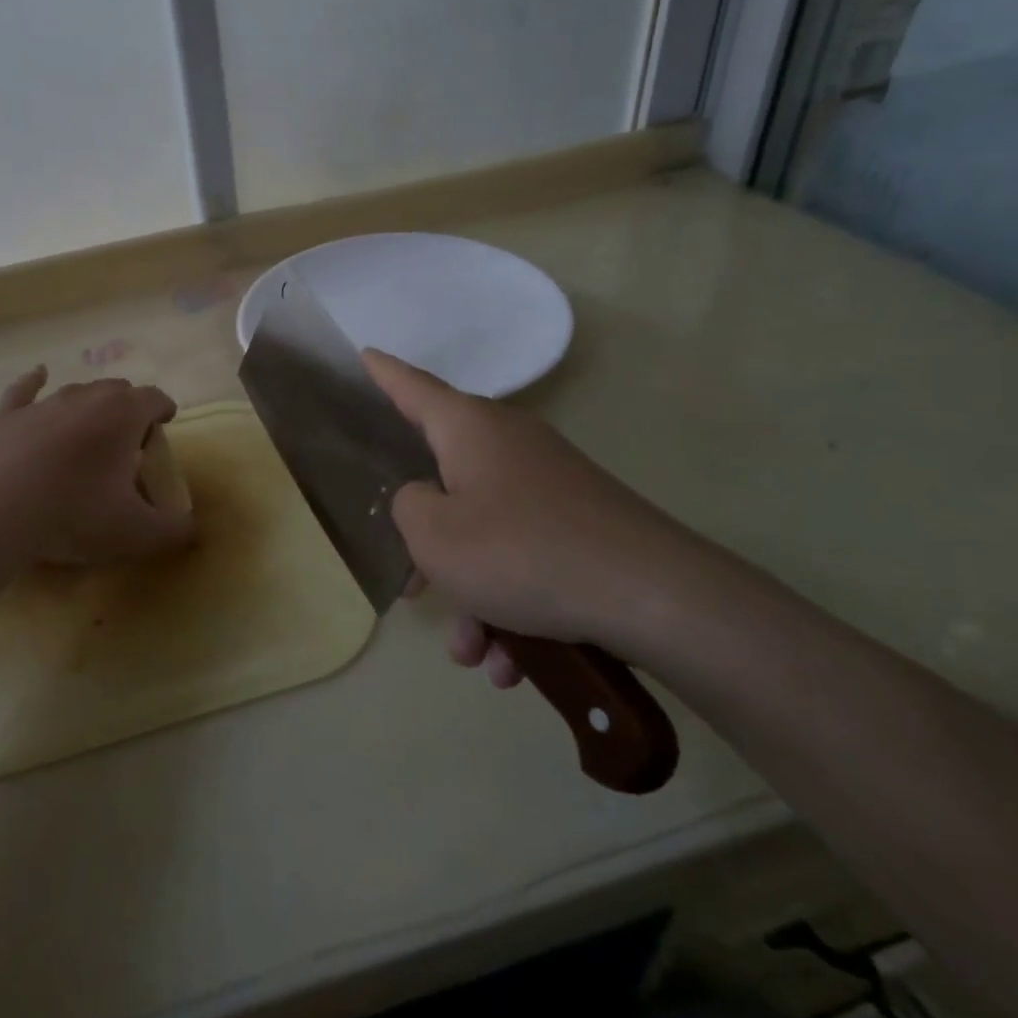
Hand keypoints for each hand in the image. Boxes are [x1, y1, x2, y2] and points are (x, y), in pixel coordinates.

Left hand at [0, 366, 194, 565]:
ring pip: (77, 391)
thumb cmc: (74, 513)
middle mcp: (87, 397)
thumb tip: (193, 529)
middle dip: (129, 407)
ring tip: (92, 427)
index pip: (154, 398)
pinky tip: (37, 374)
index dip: (164, 408)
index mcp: (123, 415)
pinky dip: (34, 382)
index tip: (166, 423)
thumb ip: (172, 530)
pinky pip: (25, 390)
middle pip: (117, 389)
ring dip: (90, 404)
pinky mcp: (8, 416)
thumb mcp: (135, 532)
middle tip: (129, 440)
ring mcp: (44, 403)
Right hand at [363, 350, 719, 686]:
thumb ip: (406, 508)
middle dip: (428, 544)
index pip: (412, 388)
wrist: (653, 597)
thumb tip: (424, 500)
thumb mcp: (434, 535)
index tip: (364, 355)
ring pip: (484, 536)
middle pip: (445, 481)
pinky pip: (523, 559)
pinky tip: (513, 662)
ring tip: (475, 653)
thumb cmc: (521, 551)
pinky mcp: (578, 524)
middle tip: (412, 585)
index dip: (383, 374)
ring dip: (472, 596)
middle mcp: (508, 444)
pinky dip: (510, 607)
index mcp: (469, 428)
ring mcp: (548, 484)